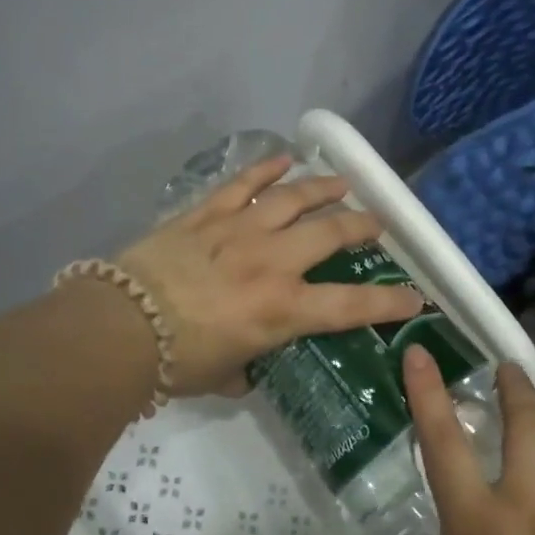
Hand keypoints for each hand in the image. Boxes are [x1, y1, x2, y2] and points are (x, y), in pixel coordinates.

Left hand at [116, 156, 423, 398]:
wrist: (120, 325)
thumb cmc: (176, 361)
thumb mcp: (223, 375)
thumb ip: (246, 367)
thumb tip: (248, 367)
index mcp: (282, 309)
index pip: (351, 306)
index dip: (389, 302)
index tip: (415, 297)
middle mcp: (272, 261)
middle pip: (330, 233)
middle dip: (361, 226)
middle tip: (376, 224)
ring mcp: (239, 230)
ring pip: (292, 198)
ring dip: (322, 188)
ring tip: (342, 182)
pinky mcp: (206, 213)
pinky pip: (241, 183)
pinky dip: (264, 168)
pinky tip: (283, 159)